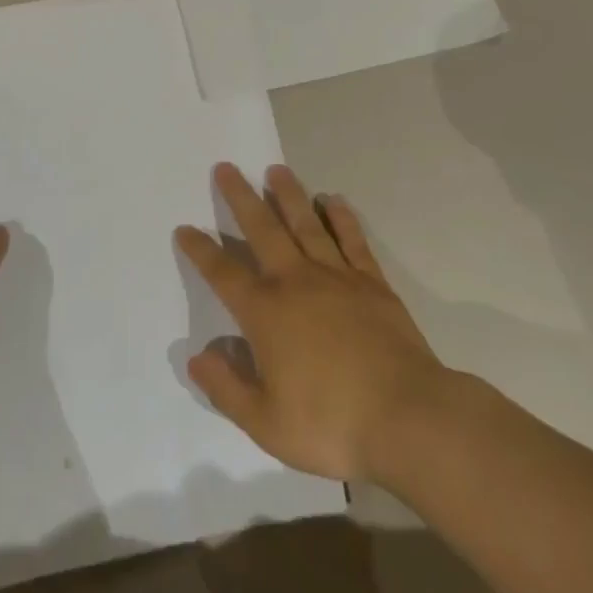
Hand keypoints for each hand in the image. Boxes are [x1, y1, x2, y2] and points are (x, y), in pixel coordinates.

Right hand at [176, 163, 446, 484]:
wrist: (407, 418)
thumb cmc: (331, 425)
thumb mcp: (266, 423)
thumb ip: (226, 388)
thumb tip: (196, 357)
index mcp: (265, 313)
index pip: (223, 273)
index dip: (201, 250)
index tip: (185, 228)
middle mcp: (295, 282)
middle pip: (262, 229)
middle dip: (241, 198)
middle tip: (226, 168)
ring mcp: (336, 277)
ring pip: (306, 223)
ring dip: (288, 195)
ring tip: (276, 169)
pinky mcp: (371, 282)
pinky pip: (351, 240)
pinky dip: (341, 217)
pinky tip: (333, 200)